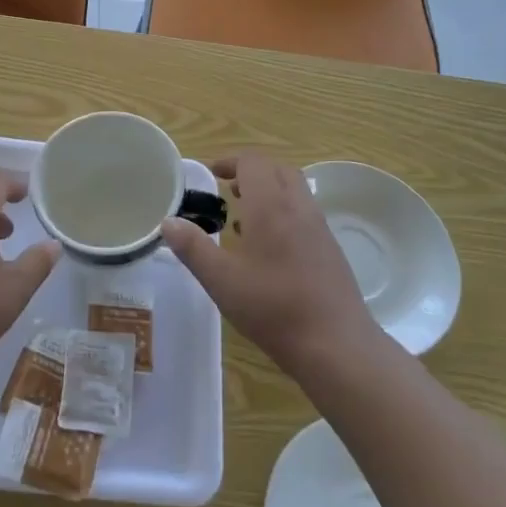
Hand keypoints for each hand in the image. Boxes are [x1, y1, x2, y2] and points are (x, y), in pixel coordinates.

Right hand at [161, 153, 376, 374]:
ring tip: (243, 220)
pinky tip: (269, 250)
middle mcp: (298, 208)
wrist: (336, 345)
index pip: (253, 162)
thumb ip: (193, 248)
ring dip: (269, 193)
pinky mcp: (331, 250)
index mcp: (270, 206)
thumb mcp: (222, 280)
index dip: (230, 161)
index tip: (211, 174)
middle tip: (227, 192)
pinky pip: (305, 215)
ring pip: (295, 192)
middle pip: (278, 170)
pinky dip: (284, 214)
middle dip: (251, 173)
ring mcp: (319, 229)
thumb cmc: (273, 308)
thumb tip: (168, 222)